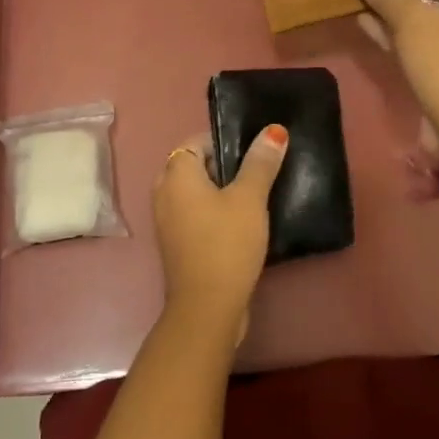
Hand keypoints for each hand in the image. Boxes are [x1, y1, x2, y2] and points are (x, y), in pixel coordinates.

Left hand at [152, 126, 288, 347]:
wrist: (207, 307)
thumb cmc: (226, 243)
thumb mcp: (250, 198)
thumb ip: (261, 162)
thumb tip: (273, 130)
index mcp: (176, 174)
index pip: (197, 141)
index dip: (225, 141)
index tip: (255, 151)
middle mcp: (164, 193)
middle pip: (197, 166)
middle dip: (227, 166)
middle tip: (260, 171)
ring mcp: (168, 221)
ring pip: (198, 193)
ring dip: (223, 192)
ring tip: (257, 196)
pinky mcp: (178, 244)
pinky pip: (197, 215)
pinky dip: (216, 213)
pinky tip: (245, 224)